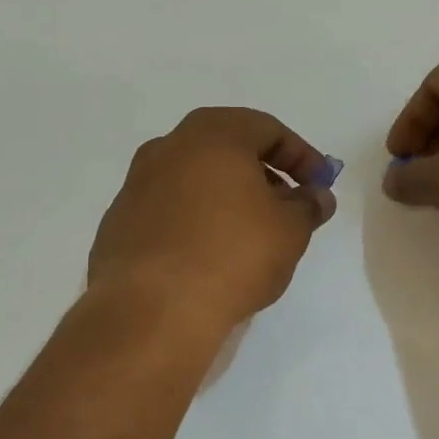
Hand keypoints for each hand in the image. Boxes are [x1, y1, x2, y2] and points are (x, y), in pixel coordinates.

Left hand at [89, 108, 336, 332]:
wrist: (151, 310)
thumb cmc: (231, 255)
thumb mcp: (289, 231)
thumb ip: (308, 206)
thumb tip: (316, 196)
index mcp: (212, 134)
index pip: (267, 129)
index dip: (301, 156)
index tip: (319, 186)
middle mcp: (169, 147)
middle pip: (227, 149)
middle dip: (262, 174)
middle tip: (286, 207)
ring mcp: (137, 183)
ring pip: (194, 178)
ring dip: (226, 197)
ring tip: (248, 235)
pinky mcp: (119, 221)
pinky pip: (168, 209)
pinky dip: (194, 220)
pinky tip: (208, 255)